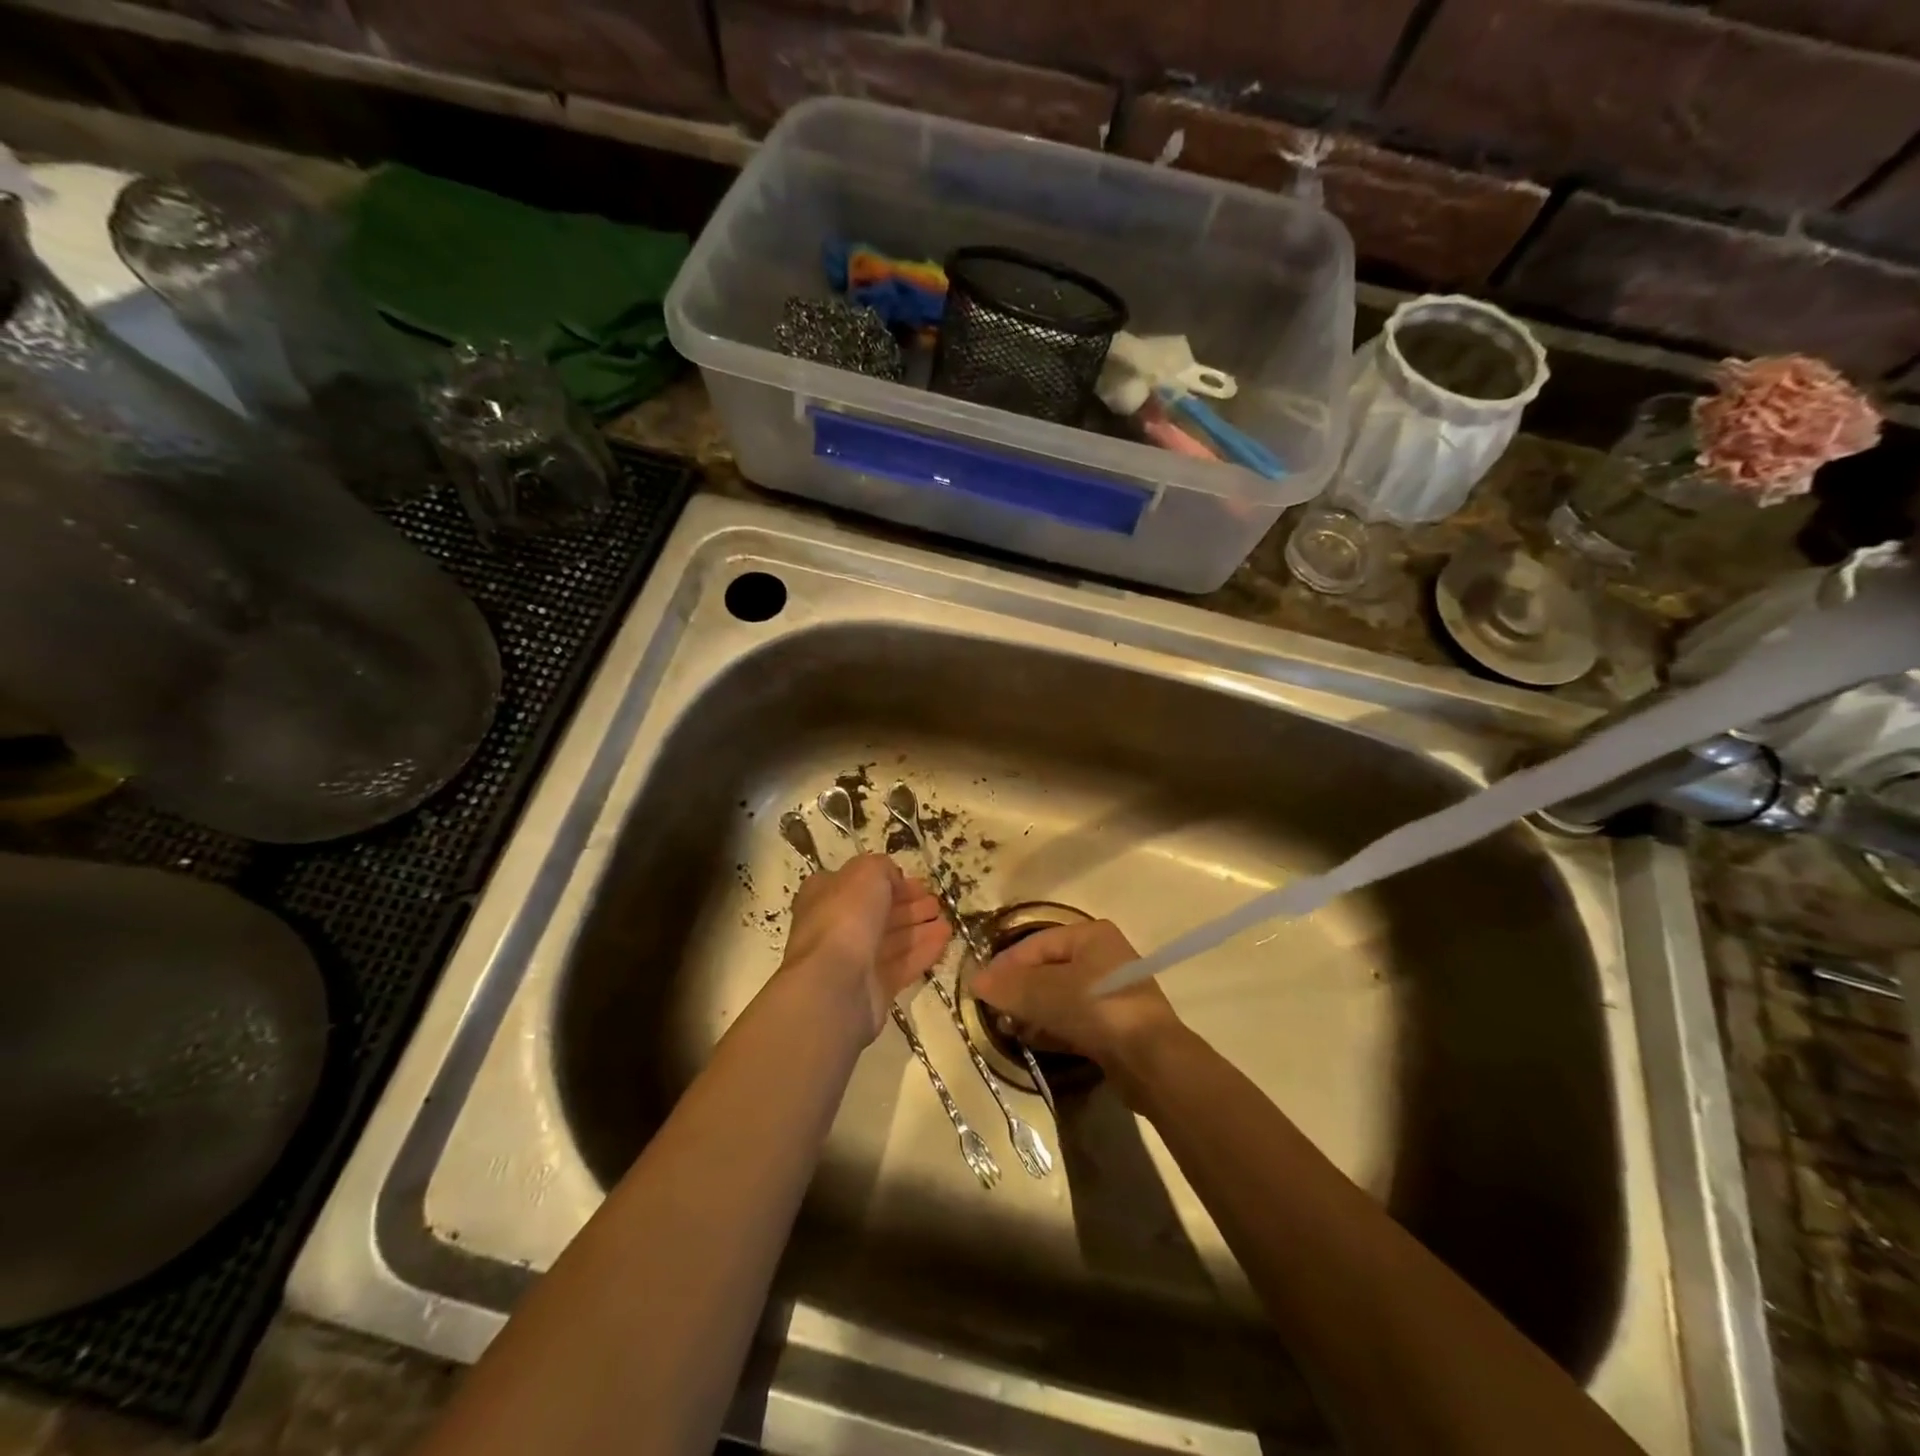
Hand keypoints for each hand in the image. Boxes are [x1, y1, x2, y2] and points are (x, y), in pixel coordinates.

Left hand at [782, 854, 949, 1040]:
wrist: (833, 983)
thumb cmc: (845, 917)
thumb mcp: (866, 872)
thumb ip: (882, 868)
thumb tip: (893, 880)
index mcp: (824, 895)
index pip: (860, 883)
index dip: (890, 881)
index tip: (919, 883)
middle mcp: (835, 926)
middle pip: (877, 912)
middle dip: (909, 906)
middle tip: (936, 904)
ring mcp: (852, 960)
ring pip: (891, 940)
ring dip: (919, 929)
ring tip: (947, 924)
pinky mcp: (871, 988)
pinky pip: (900, 965)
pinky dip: (922, 952)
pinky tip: (943, 942)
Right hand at [970, 919, 1179, 1068]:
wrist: (1151, 1060)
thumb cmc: (1097, 1009)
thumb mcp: (1046, 992)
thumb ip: (1009, 985)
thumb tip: (974, 980)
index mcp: (1090, 935)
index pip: (1036, 943)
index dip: (1006, 964)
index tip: (981, 987)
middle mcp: (1103, 957)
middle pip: (1048, 969)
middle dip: (1018, 988)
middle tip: (992, 1008)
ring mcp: (1110, 993)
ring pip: (1059, 996)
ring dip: (1032, 1010)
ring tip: (1007, 1026)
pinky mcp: (1113, 1025)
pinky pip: (1072, 1019)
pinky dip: (1050, 1026)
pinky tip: (1029, 1040)